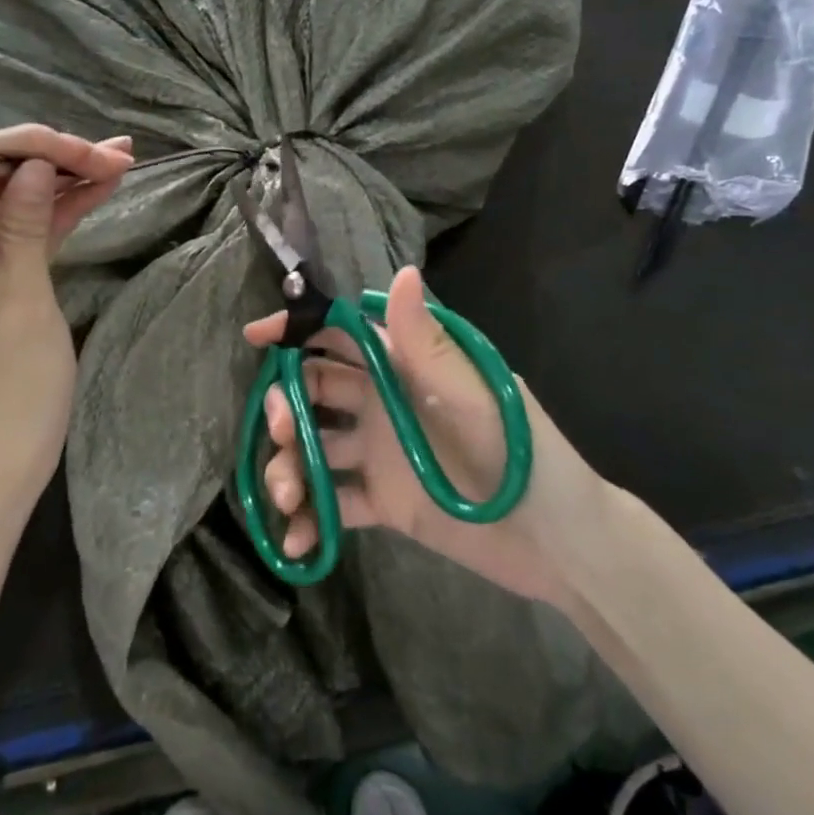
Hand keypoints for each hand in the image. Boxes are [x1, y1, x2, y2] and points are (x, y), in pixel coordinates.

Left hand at [0, 125, 132, 518]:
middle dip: (55, 157)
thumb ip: (23, 227)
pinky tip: (99, 194)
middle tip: (119, 157)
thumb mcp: (24, 304)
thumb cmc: (10, 395)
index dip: (32, 144)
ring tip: (121, 164)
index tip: (89, 152)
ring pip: (16, 203)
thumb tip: (32, 165)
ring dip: (64, 181)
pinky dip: (59, 214)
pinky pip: (24, 235)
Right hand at [243, 266, 583, 601]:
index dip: (297, 330)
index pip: (341, 335)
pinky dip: (312, 518)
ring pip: (316, 448)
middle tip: (280, 432)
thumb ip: (428, 342)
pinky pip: (335, 503)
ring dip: (291, 466)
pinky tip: (299, 541)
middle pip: (315, 392)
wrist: (558, 542)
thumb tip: (402, 272)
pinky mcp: (384, 502)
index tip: (255, 337)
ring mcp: (381, 454)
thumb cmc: (519, 452)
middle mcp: (384, 403)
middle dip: (285, 406)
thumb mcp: (473, 394)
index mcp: (405, 367)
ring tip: (289, 497)